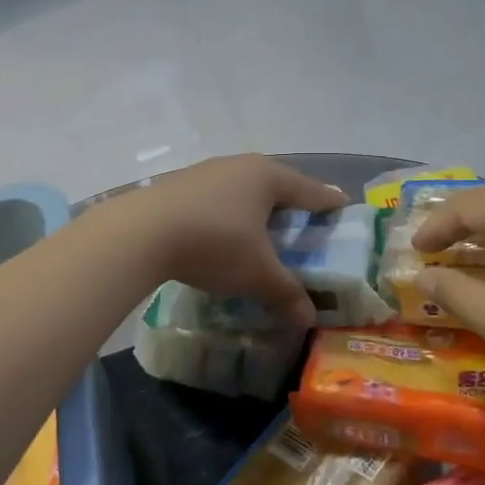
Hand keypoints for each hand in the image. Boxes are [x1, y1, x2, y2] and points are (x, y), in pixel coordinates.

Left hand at [122, 155, 348, 324]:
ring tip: (262, 227)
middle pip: (274, 182)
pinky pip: (216, 196)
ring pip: (241, 187)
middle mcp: (238, 165)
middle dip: (290, 201)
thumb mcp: (257, 274)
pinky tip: (221, 231)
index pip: (308, 189)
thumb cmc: (214, 244)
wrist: (141, 232)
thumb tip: (308, 319)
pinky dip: (227, 212)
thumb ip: (286, 293)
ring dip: (254, 207)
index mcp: (267, 177)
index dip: (327, 200)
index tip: (342, 204)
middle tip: (304, 218)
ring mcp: (205, 171)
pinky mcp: (178, 184)